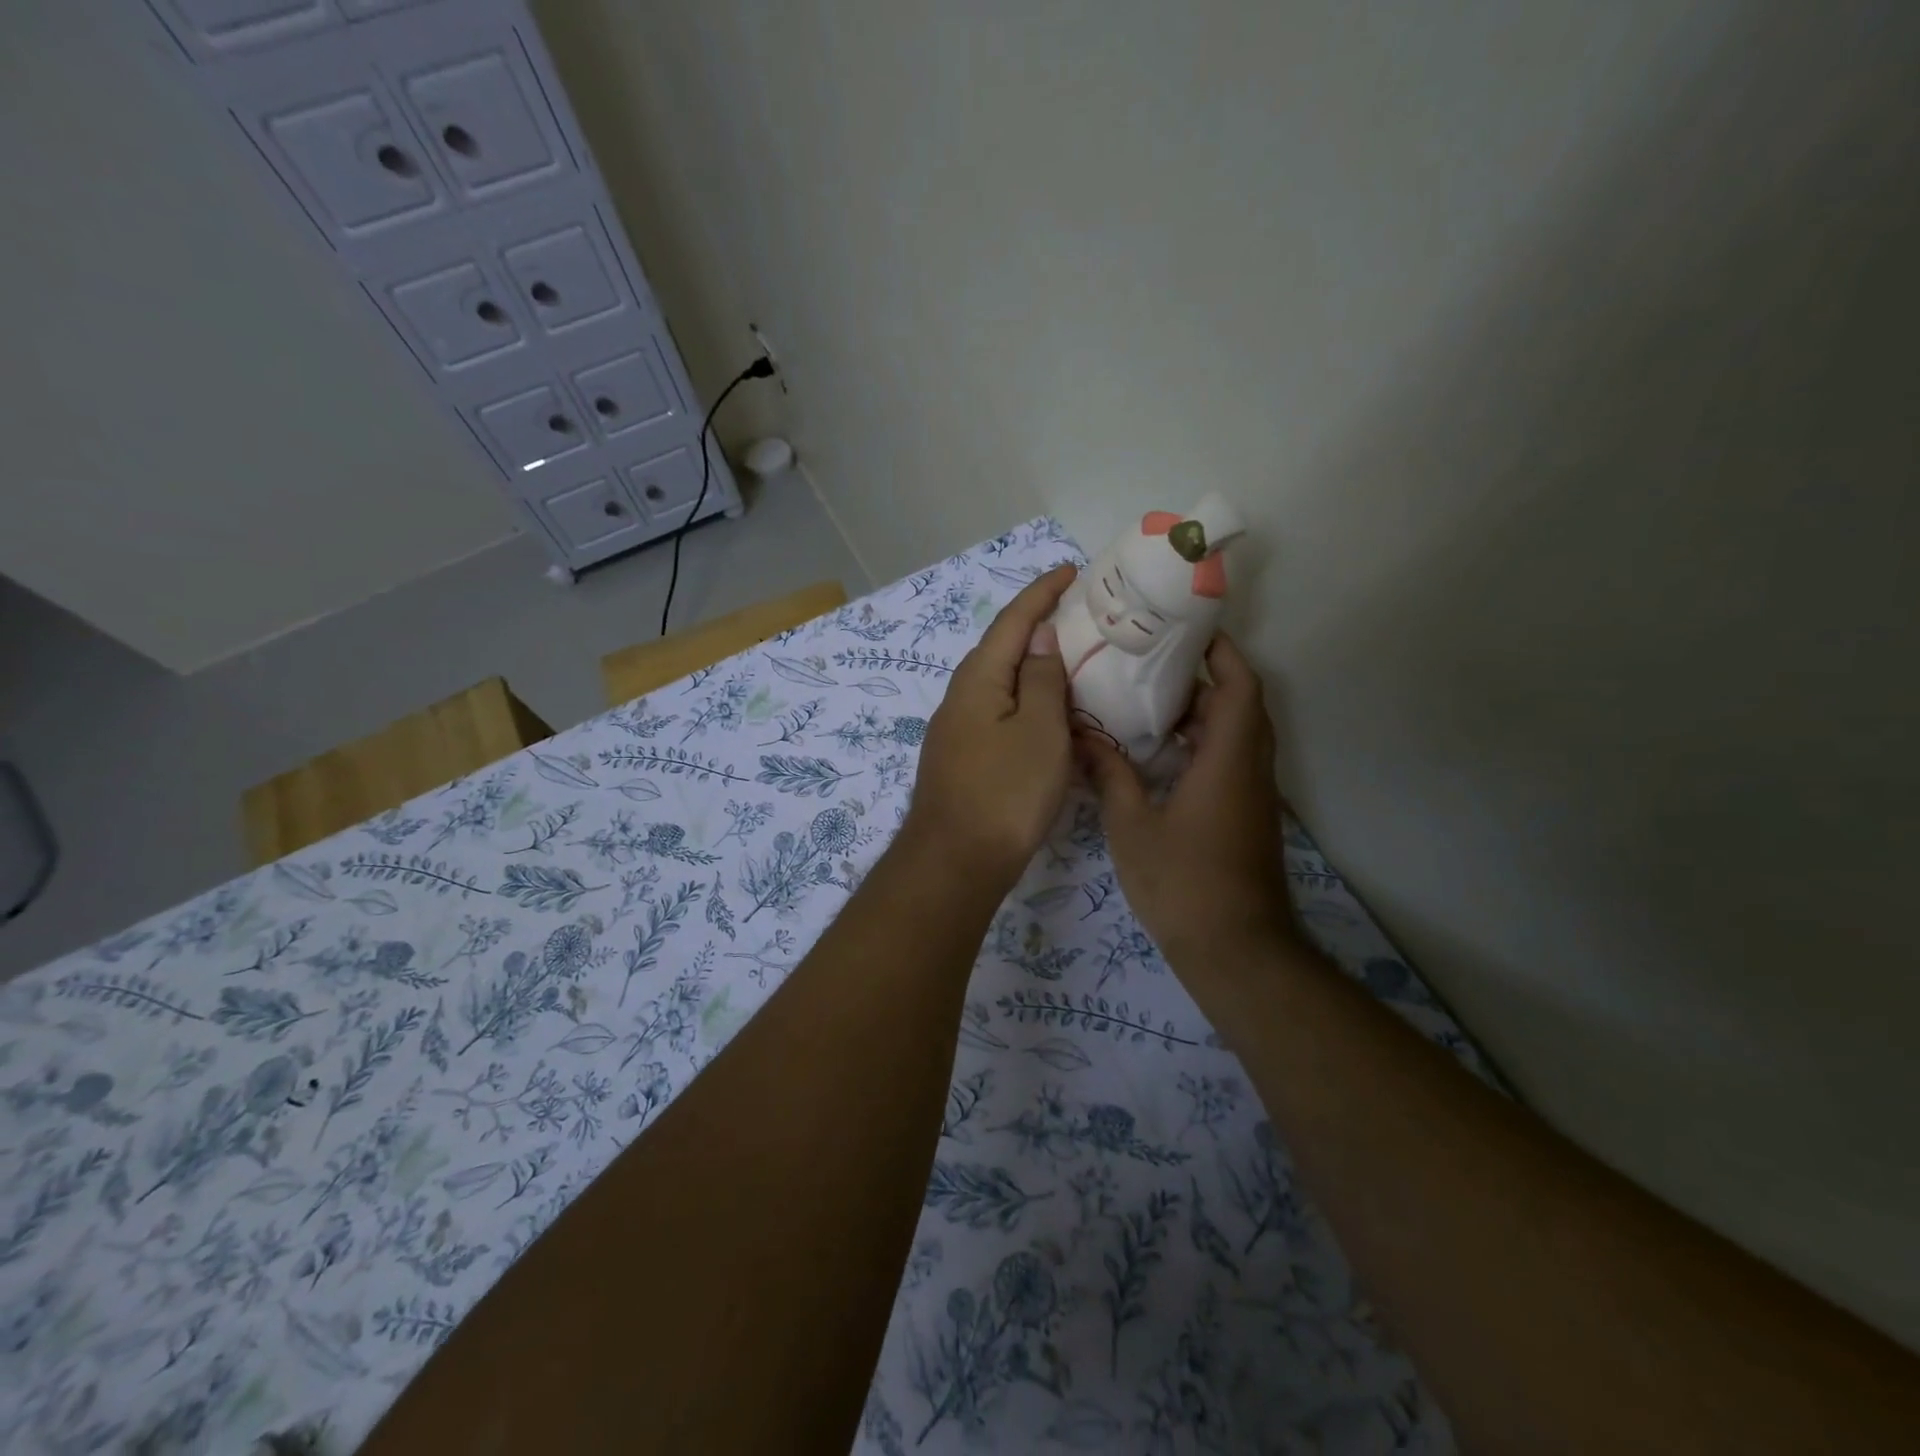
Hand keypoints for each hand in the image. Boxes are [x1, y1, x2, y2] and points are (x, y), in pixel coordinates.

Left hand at [903, 564, 1077, 886]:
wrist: (956, 861)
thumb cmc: (1006, 792)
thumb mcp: (1040, 730)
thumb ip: (1043, 679)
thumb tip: (1041, 637)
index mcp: (979, 678)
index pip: (1013, 620)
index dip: (1042, 592)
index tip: (1071, 570)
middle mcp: (961, 695)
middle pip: (1003, 648)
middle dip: (1038, 625)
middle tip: (1079, 614)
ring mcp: (958, 728)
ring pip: (1002, 683)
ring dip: (1034, 667)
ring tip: (1071, 659)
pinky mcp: (963, 757)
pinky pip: (1000, 712)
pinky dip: (1027, 701)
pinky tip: (1047, 713)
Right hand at [1078, 633, 1294, 973]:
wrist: (1235, 950)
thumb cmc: (1183, 883)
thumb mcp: (1133, 826)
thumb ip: (1111, 776)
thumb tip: (1083, 737)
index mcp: (1228, 760)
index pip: (1240, 686)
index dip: (1222, 652)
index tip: (1189, 631)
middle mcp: (1250, 769)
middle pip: (1241, 705)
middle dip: (1204, 679)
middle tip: (1152, 666)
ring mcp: (1253, 795)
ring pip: (1237, 735)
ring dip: (1203, 714)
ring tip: (1149, 703)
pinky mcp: (1247, 817)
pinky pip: (1231, 761)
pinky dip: (1203, 745)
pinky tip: (1160, 755)